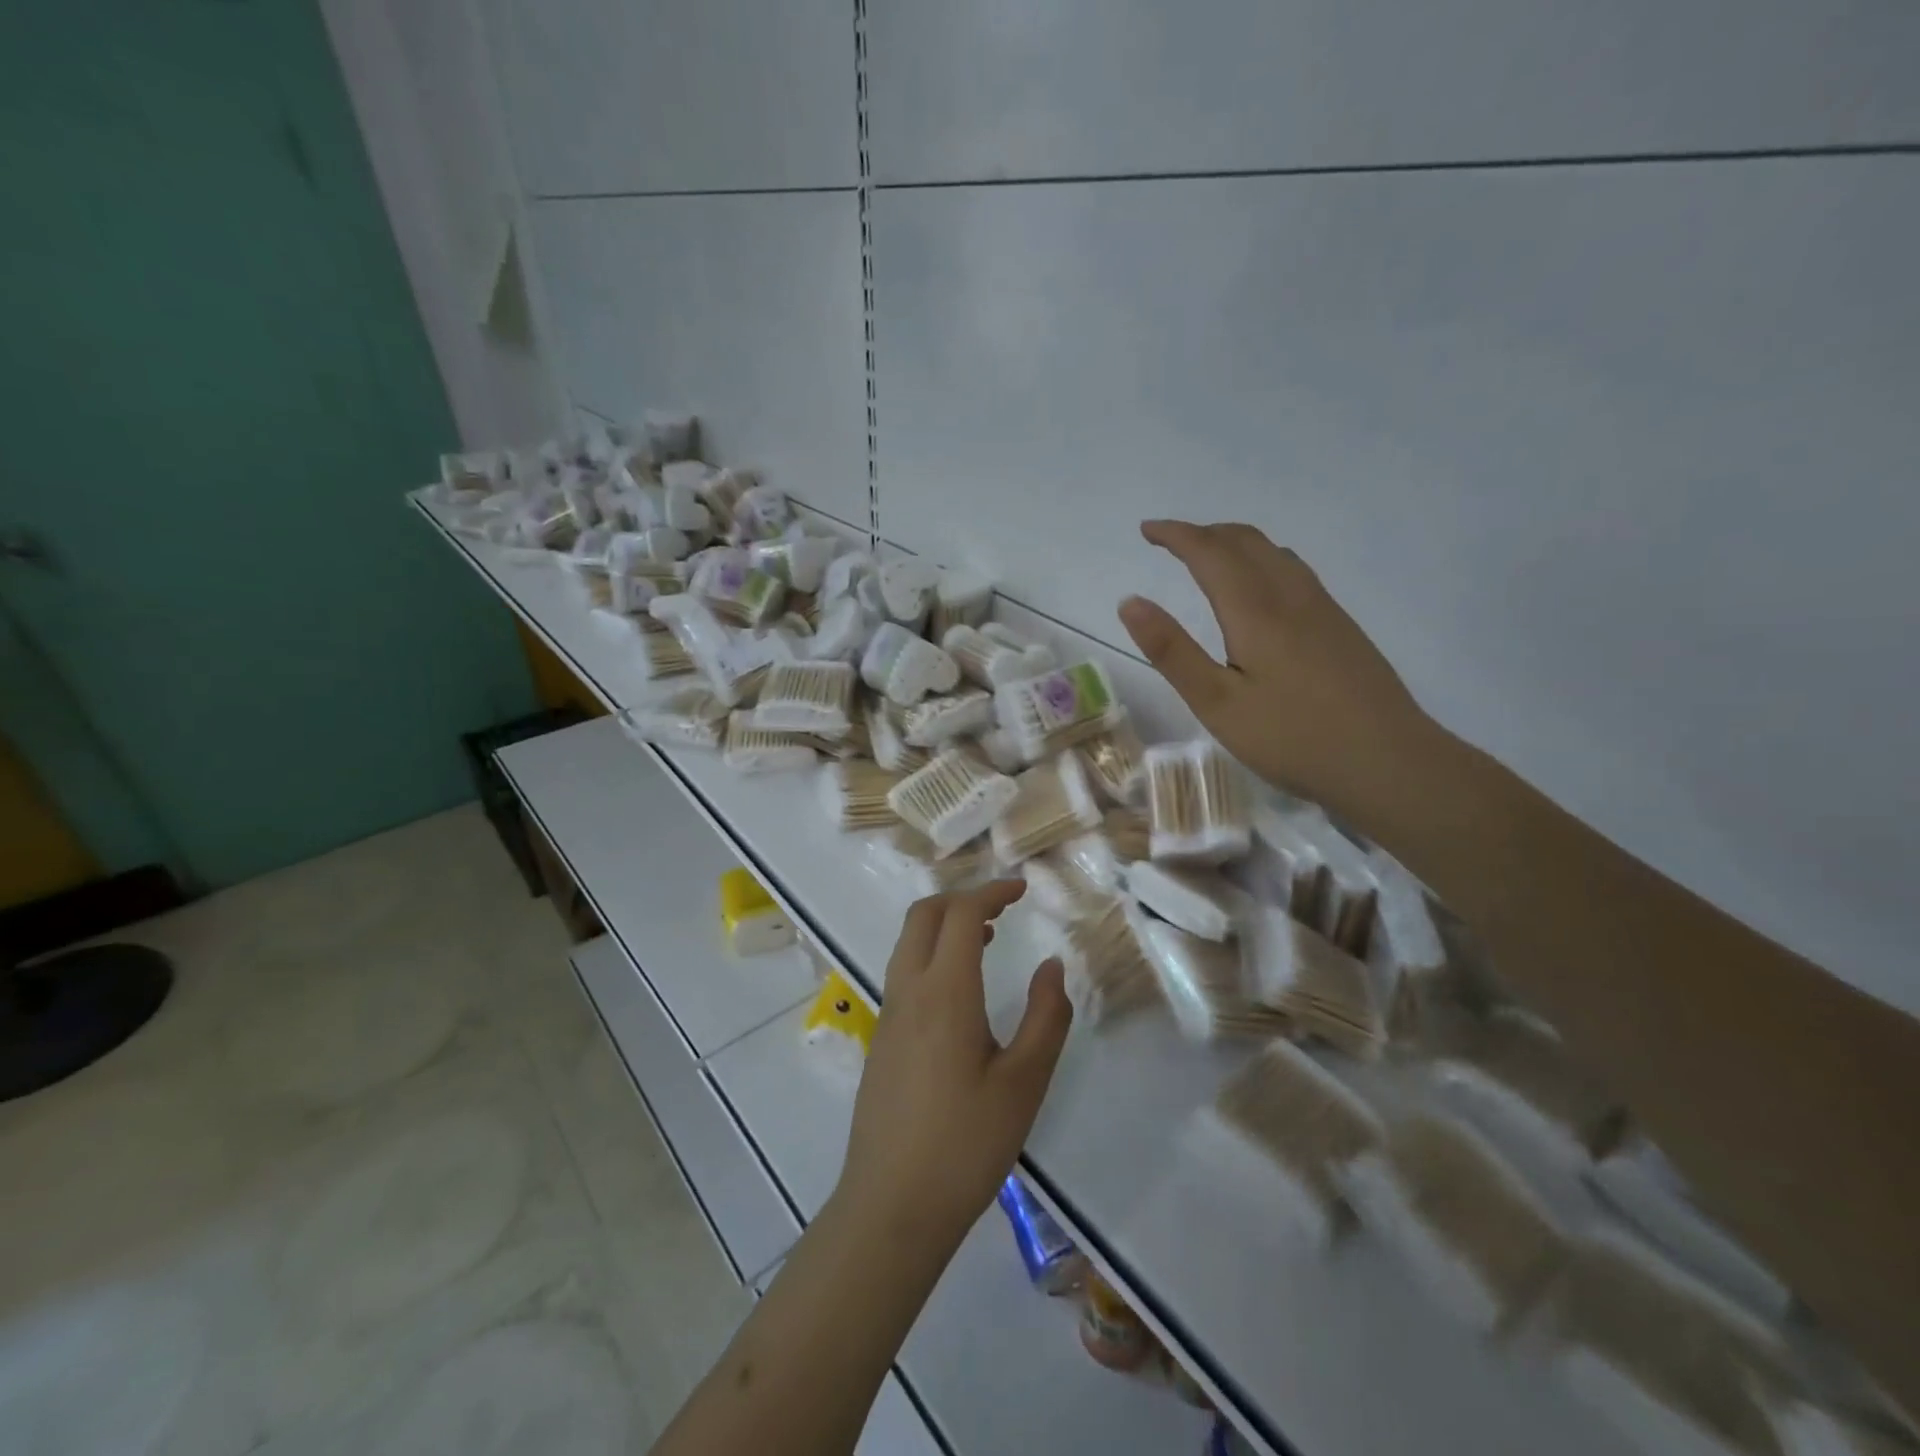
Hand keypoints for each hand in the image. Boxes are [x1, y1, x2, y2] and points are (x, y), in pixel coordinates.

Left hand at [834, 881, 1071, 1251]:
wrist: (891, 1206)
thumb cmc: (966, 1143)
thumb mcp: (1024, 1082)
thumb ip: (1046, 1016)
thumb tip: (1052, 965)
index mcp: (944, 991)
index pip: (962, 914)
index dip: (992, 891)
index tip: (1022, 889)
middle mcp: (908, 990)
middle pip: (924, 915)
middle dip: (962, 898)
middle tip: (1002, 907)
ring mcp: (888, 1014)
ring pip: (909, 942)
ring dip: (944, 926)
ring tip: (986, 940)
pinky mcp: (882, 1039)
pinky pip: (904, 972)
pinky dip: (932, 954)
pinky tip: (961, 992)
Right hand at [1118, 520, 1432, 819]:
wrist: (1388, 762)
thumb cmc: (1292, 738)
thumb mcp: (1217, 703)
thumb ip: (1172, 651)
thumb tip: (1130, 601)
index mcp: (1256, 610)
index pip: (1210, 552)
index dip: (1176, 534)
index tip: (1147, 529)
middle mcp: (1291, 595)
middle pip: (1246, 541)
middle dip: (1204, 532)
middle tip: (1170, 540)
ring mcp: (1323, 608)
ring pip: (1275, 552)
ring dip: (1235, 542)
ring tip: (1209, 556)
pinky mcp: (1341, 627)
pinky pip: (1294, 571)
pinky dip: (1263, 559)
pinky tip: (1262, 587)